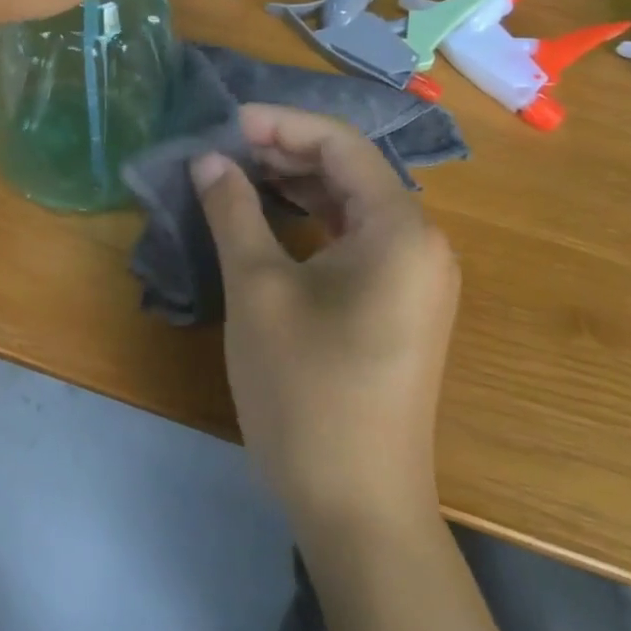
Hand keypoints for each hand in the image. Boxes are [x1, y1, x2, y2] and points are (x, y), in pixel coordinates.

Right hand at [192, 105, 458, 533]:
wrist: (357, 507)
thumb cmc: (306, 390)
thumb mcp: (258, 290)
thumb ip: (233, 211)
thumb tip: (209, 159)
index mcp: (399, 229)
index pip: (341, 145)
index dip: (281, 124)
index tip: (226, 123)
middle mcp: (420, 244)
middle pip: (351, 170)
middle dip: (287, 150)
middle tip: (225, 149)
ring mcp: (415, 279)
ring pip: (352, 204)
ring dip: (297, 183)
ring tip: (239, 175)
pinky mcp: (399, 307)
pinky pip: (356, 239)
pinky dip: (312, 220)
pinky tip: (271, 221)